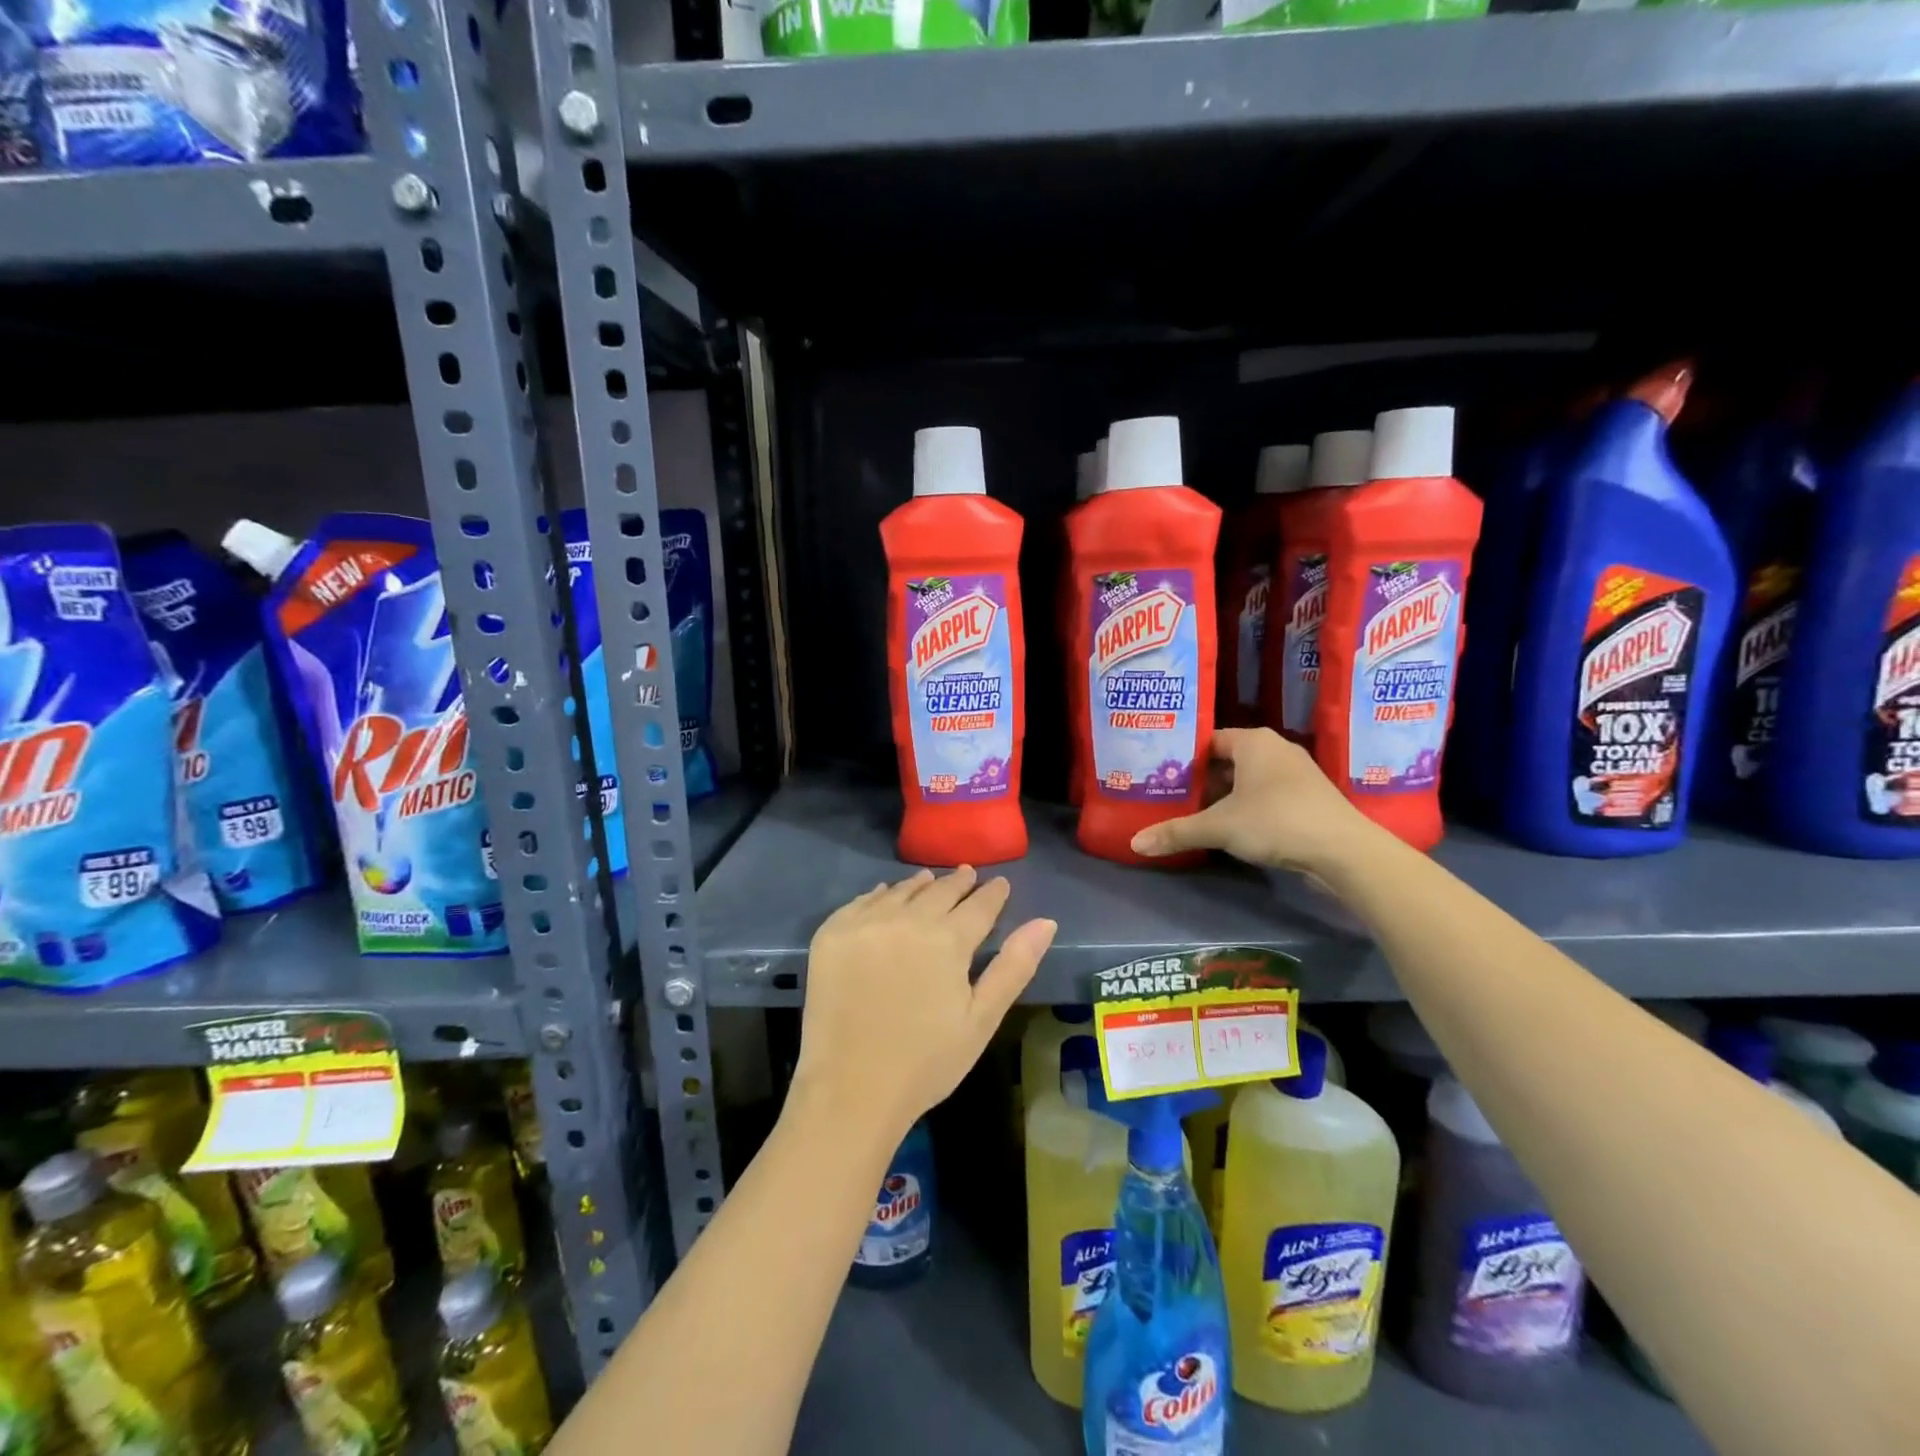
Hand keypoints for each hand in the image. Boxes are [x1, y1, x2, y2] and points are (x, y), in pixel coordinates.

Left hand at [792, 867, 1056, 1142]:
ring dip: (920, 885)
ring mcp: (865, 923)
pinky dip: (880, 894)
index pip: (979, 905)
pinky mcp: (832, 934)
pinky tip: (885, 894)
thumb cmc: (926, 1062)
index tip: (1000, 883)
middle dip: (958, 882)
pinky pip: (861, 901)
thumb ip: (1014, 966)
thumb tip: (1046, 921)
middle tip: (968, 874)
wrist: (850, 1090)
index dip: (993, 893)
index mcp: (948, 940)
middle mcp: (907, 919)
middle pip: (939, 890)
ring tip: (929, 879)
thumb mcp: (981, 1019)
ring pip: (901, 891)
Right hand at [1130, 727, 1375, 872]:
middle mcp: (1274, 749)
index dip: (1182, 757)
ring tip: (1192, 813)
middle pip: (1226, 760)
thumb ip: (1177, 832)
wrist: (1344, 851)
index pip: (1207, 740)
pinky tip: (1229, 827)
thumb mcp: (1219, 827)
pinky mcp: (1307, 796)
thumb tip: (1134, 843)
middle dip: (1200, 780)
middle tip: (1169, 796)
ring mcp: (1295, 773)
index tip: (1159, 774)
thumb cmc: (1276, 821)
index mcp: (1253, 741)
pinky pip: (1265, 794)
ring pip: (1246, 779)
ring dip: (1223, 796)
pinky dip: (1245, 806)